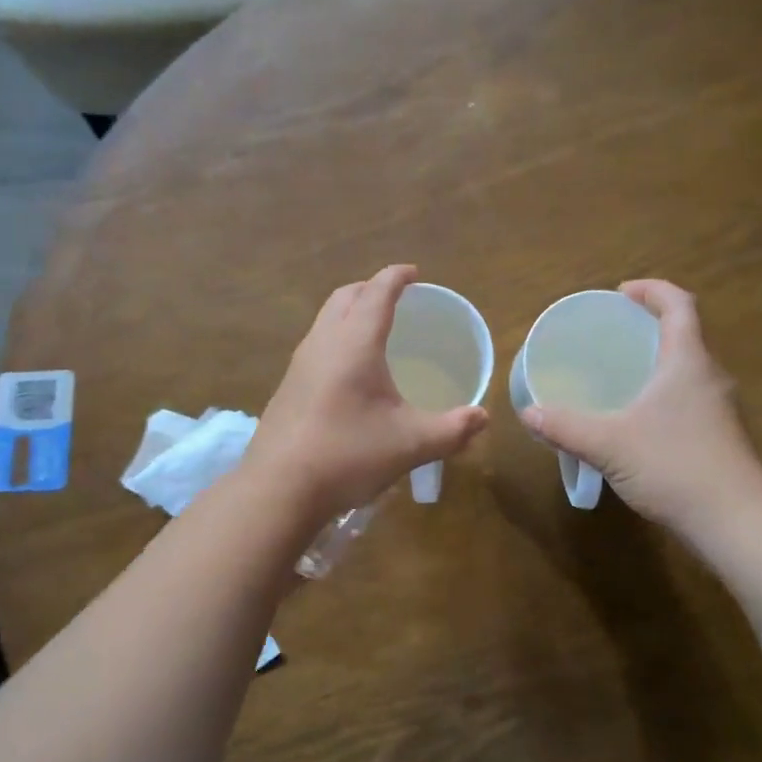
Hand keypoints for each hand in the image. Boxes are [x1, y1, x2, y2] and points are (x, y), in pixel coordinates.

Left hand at [245, 265, 488, 522]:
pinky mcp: (288, 387)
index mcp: (355, 343)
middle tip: (396, 298)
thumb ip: (452, 429)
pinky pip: (316, 344)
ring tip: (374, 329)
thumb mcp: (410, 444)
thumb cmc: (348, 456)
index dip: (397, 277)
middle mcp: (323, 342)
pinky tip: (350, 371)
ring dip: (349, 311)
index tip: (414, 273)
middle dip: (371, 288)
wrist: (278, 488)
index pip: (377, 293)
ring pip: (325, 319)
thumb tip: (482, 418)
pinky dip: (337, 337)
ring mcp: (299, 364)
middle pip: (345, 296)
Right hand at [520, 280, 761, 532]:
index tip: (621, 293)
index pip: (680, 305)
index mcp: (688, 362)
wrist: (736, 523)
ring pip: (687, 370)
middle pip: (685, 334)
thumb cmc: (674, 466)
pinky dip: (662, 393)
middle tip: (611, 335)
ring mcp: (719, 409)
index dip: (653, 290)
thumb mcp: (609, 444)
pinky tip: (637, 419)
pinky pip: (688, 398)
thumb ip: (565, 427)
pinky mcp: (720, 437)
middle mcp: (709, 377)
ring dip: (657, 361)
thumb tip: (528, 413)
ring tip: (619, 373)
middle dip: (650, 326)